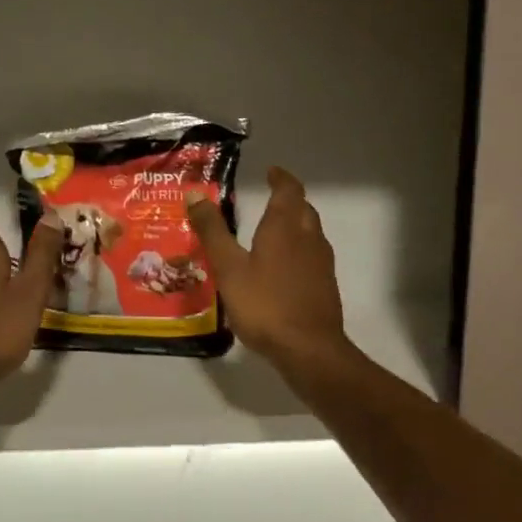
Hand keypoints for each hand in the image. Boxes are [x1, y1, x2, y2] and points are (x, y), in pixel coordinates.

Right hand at [187, 167, 351, 372]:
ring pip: (311, 232)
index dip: (281, 178)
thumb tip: (196, 194)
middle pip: (303, 209)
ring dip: (295, 224)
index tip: (272, 172)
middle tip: (270, 199)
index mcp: (285, 227)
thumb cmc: (265, 304)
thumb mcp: (229, 267)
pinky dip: (299, 249)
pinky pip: (312, 255)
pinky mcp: (325, 286)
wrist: (309, 348)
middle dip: (288, 200)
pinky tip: (284, 267)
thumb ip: (212, 231)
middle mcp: (309, 238)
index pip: (289, 190)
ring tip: (274, 231)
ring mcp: (322, 263)